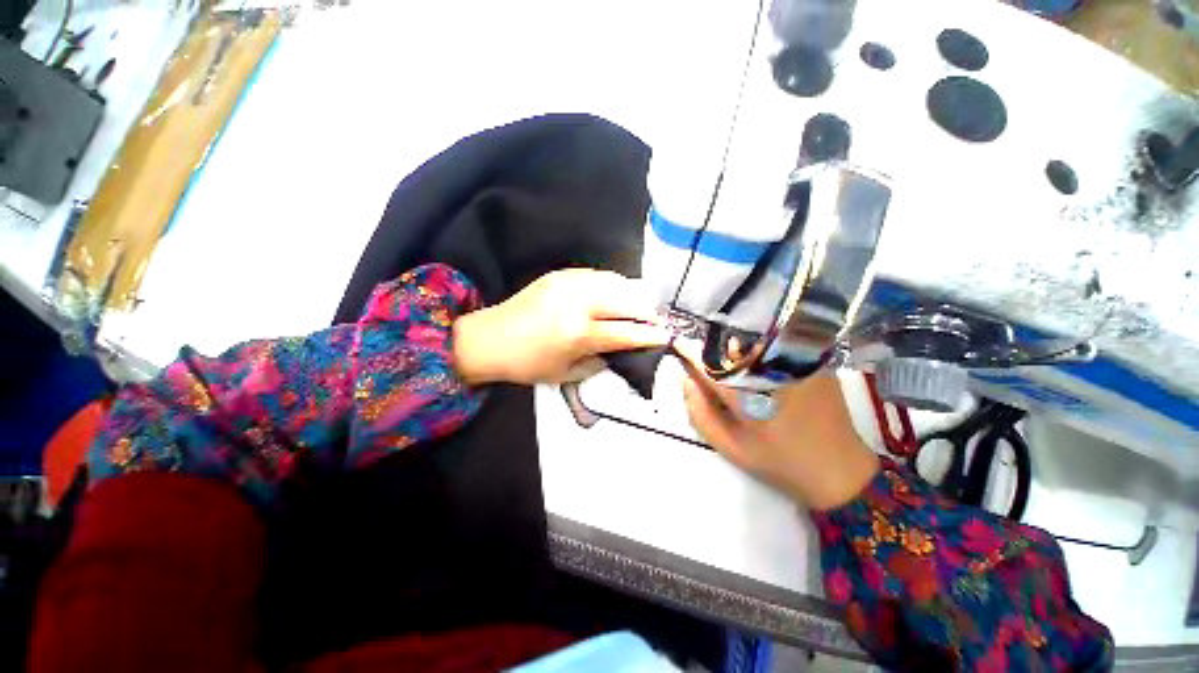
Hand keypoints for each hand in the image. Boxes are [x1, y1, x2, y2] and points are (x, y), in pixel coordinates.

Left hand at [452, 269, 668, 385]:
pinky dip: (613, 284)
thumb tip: (620, 350)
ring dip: (633, 295)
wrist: (490, 338)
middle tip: (656, 321)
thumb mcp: (567, 374)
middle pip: (627, 301)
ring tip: (639, 306)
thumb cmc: (529, 364)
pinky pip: (597, 274)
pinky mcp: (561, 274)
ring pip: (615, 282)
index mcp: (579, 333)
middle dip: (647, 312)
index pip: (626, 332)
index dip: (649, 335)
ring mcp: (570, 283)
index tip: (666, 335)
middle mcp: (579, 303)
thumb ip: (599, 361)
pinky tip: (615, 293)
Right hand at [680, 356, 878, 510]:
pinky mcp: (814, 361)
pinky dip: (760, 351)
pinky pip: (776, 346)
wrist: (840, 471)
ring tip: (738, 368)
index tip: (676, 344)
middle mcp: (772, 371)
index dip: (689, 351)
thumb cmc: (779, 462)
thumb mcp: (730, 447)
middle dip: (713, 349)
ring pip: (753, 342)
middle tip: (709, 363)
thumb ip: (699, 412)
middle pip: (730, 346)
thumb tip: (686, 378)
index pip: (709, 364)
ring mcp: (797, 362)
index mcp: (749, 396)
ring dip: (737, 349)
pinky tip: (763, 369)